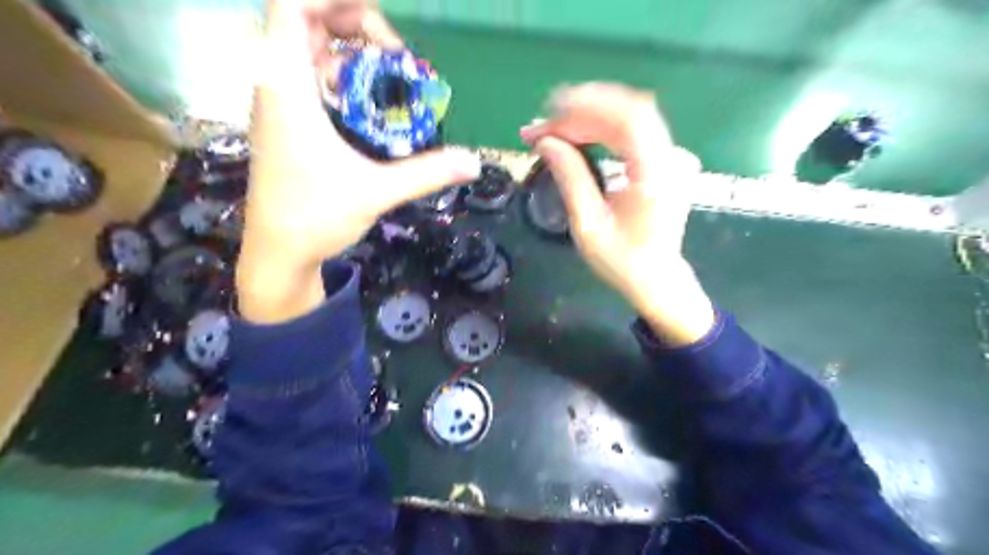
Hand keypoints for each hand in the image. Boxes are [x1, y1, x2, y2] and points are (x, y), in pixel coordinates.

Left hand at [240, 1, 481, 324]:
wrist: (278, 254)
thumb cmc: (314, 218)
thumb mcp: (376, 191)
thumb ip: (426, 173)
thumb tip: (474, 162)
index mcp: (288, 90)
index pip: (290, 7)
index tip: (378, 17)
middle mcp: (278, 87)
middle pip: (304, 23)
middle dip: (353, 26)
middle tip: (397, 55)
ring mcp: (282, 106)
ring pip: (309, 52)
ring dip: (350, 53)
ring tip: (390, 77)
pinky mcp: (290, 125)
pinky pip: (313, 81)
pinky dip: (344, 78)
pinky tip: (372, 105)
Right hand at [520, 82, 716, 344]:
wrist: (656, 279)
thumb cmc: (622, 260)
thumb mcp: (588, 225)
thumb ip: (570, 178)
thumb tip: (545, 142)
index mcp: (656, 175)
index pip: (627, 120)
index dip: (587, 106)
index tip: (549, 111)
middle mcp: (671, 158)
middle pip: (627, 112)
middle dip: (580, 112)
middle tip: (540, 126)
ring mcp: (672, 156)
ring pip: (628, 117)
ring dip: (587, 118)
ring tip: (551, 130)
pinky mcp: (665, 159)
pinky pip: (632, 131)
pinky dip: (600, 128)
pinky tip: (575, 134)